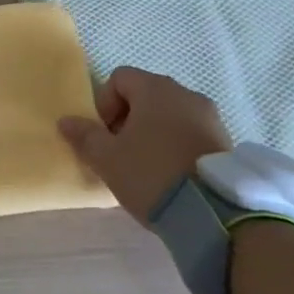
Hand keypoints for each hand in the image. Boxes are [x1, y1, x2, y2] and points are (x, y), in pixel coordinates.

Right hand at [57, 67, 230, 227]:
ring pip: (170, 115)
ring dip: (153, 133)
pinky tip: (172, 175)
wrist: (215, 214)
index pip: (120, 78)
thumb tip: (66, 121)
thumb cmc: (151, 173)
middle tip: (121, 152)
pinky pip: (191, 133)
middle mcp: (185, 94)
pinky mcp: (227, 142)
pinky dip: (176, 146)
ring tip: (147, 166)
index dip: (105, 103)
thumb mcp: (107, 158)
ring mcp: (211, 117)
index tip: (105, 135)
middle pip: (145, 95)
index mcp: (155, 89)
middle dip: (128, 119)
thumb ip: (84, 136)